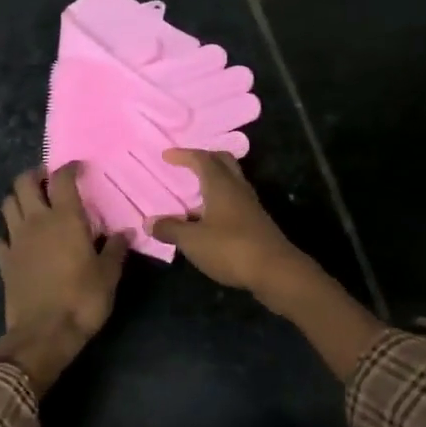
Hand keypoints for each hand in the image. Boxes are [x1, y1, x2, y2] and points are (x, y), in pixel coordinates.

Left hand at [0, 164, 128, 393]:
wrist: (44, 334)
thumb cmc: (82, 300)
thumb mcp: (108, 275)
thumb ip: (116, 249)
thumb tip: (126, 232)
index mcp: (65, 219)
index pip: (62, 179)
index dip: (69, 168)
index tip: (78, 168)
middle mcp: (37, 221)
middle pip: (24, 182)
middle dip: (35, 175)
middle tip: (48, 181)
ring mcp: (16, 240)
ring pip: (8, 204)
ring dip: (19, 199)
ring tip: (33, 206)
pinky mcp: (4, 261)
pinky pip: (0, 238)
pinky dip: (8, 234)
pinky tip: (18, 241)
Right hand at [151, 149, 305, 295]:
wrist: (276, 271)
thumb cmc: (230, 248)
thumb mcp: (193, 241)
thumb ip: (170, 229)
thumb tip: (149, 222)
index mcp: (221, 184)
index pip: (201, 159)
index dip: (183, 155)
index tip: (167, 155)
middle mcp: (238, 188)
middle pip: (222, 162)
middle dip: (204, 158)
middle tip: (186, 164)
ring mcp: (250, 205)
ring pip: (230, 181)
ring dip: (212, 181)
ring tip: (193, 193)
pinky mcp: (256, 222)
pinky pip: (234, 200)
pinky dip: (219, 200)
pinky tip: (207, 218)